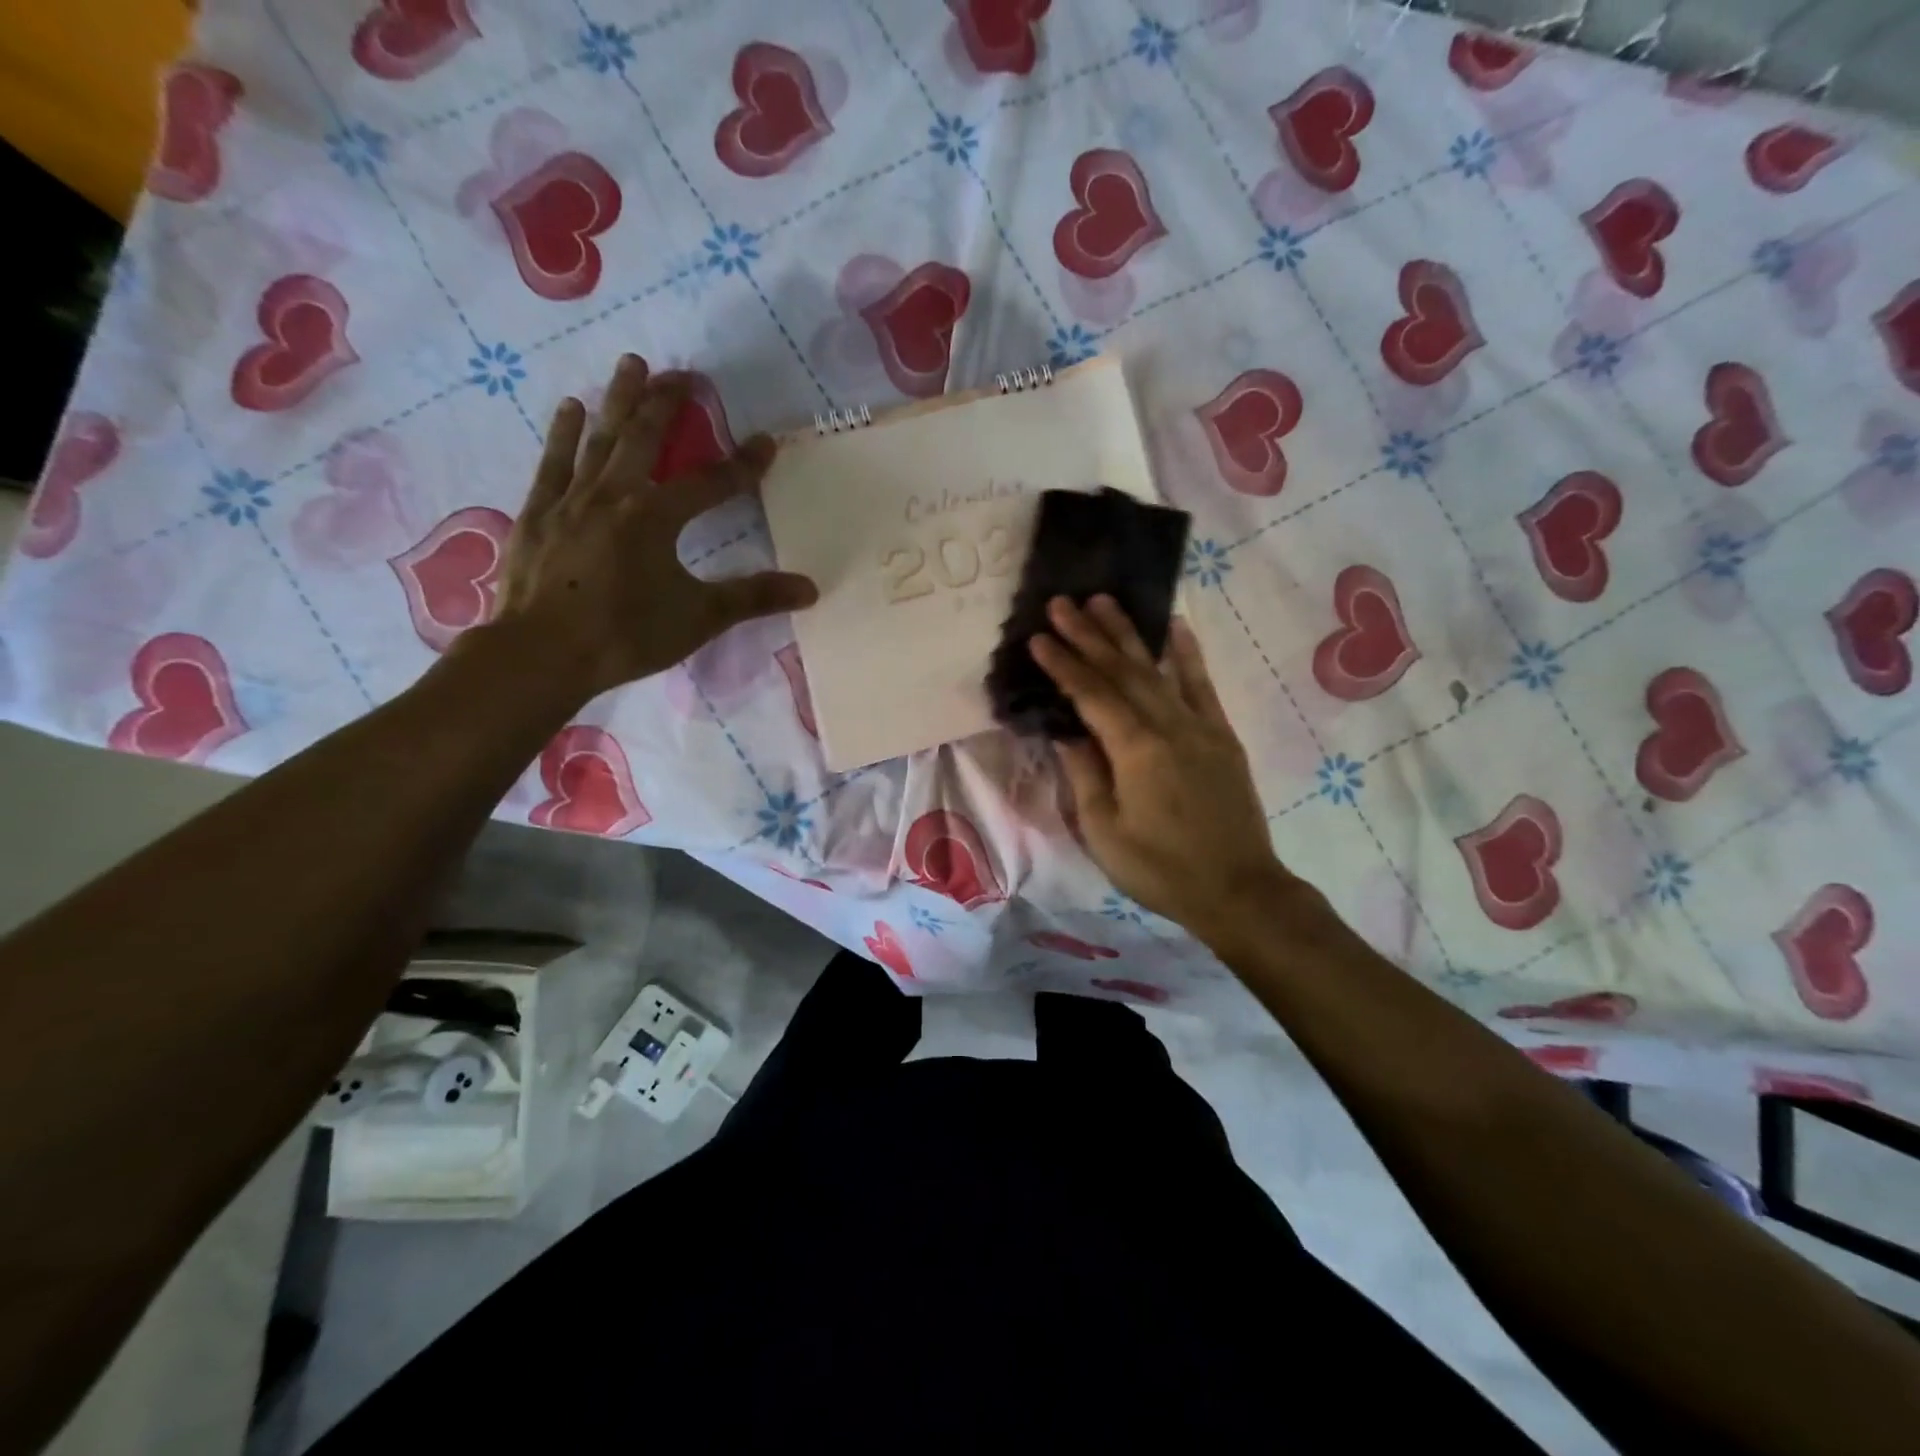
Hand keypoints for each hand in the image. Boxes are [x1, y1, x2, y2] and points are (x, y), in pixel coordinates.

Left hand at [486, 355, 816, 704]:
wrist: (541, 654)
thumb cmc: (626, 635)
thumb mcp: (700, 618)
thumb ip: (753, 598)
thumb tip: (810, 589)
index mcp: (655, 516)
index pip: (710, 484)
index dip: (742, 465)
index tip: (766, 442)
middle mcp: (613, 495)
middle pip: (644, 440)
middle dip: (667, 406)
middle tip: (682, 374)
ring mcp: (570, 500)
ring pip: (598, 439)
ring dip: (617, 401)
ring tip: (630, 365)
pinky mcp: (537, 514)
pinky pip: (553, 463)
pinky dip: (562, 434)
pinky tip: (569, 408)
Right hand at [1030, 597, 1294, 945]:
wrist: (1238, 889)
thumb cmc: (1161, 868)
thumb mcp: (1105, 832)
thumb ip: (1085, 776)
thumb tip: (1065, 733)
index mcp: (1135, 750)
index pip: (1091, 695)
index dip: (1063, 664)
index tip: (1038, 636)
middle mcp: (1168, 725)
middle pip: (1122, 671)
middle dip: (1089, 635)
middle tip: (1062, 602)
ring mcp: (1199, 726)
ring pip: (1157, 669)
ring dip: (1128, 634)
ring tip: (1104, 601)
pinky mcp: (1221, 736)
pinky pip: (1202, 685)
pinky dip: (1187, 654)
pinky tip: (1175, 627)